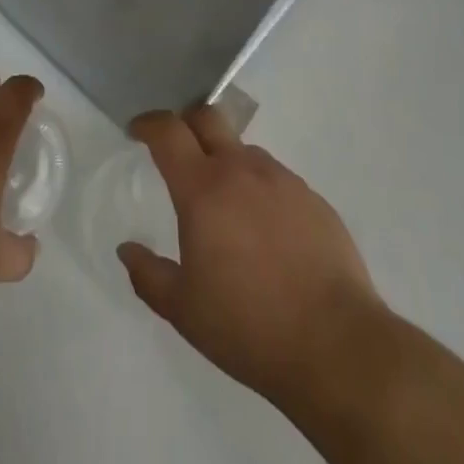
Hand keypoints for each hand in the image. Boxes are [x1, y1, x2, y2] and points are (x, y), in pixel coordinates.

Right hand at [117, 106, 385, 415]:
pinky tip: (265, 232)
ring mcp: (282, 180)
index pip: (168, 132)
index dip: (148, 123)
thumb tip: (127, 250)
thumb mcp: (184, 311)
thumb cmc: (248, 326)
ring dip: (225, 162)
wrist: (336, 345)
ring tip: (225, 206)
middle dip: (186, 123)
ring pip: (244, 151)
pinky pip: (276, 179)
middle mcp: (241, 170)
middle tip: (176, 150)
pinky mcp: (313, 198)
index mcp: (203, 189)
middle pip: (208, 118)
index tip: (137, 130)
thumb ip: (149, 275)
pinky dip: (259, 190)